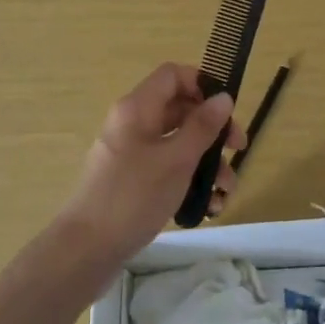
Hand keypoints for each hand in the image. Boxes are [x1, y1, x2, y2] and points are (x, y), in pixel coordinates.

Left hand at [59, 64, 244, 262]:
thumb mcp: (176, 159)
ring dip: (207, 162)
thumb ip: (203, 127)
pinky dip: (188, 180)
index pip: (173, 75)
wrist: (87, 248)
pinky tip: (207, 206)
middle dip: (213, 130)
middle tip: (238, 151)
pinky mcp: (132, 179)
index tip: (227, 110)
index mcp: (137, 108)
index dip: (202, 84)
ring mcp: (131, 152)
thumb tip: (224, 97)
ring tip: (225, 193)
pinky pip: (166, 168)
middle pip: (180, 110)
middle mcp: (133, 123)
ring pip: (177, 143)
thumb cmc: (133, 196)